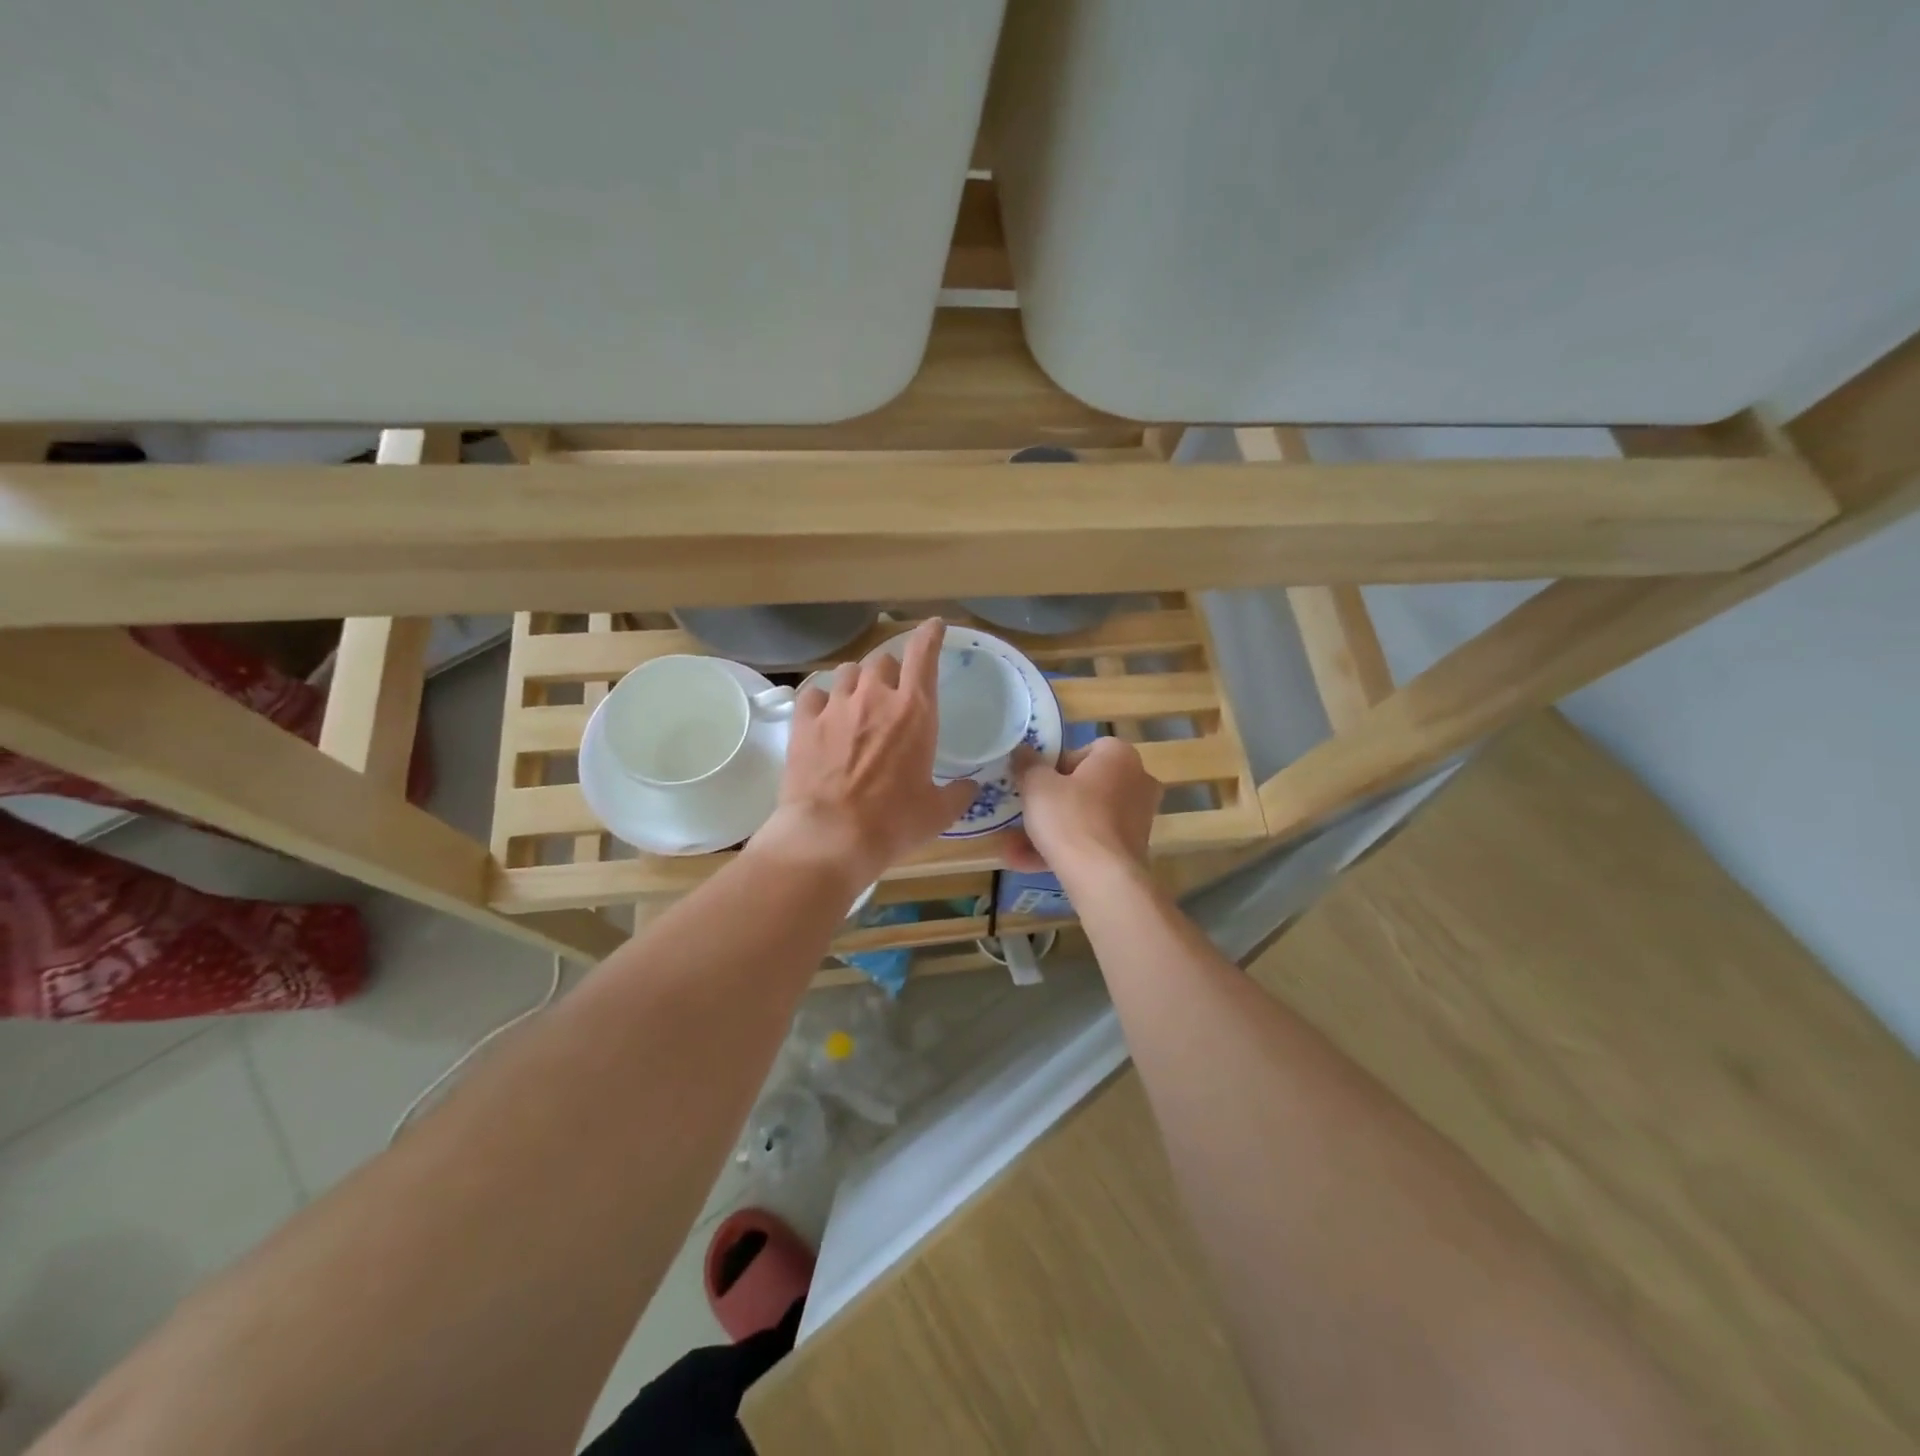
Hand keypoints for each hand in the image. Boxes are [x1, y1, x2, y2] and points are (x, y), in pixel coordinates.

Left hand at [752, 618, 977, 889]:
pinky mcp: (804, 722)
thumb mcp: (938, 812)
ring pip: (848, 672)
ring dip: (858, 682)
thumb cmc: (893, 823)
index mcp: (915, 711)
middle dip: (890, 672)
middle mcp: (875, 697)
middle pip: (882, 660)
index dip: (930, 635)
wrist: (831, 837)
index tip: (935, 626)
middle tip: (892, 695)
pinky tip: (825, 717)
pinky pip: (814, 694)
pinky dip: (823, 700)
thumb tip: (970, 787)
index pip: (923, 654)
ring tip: (858, 704)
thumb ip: (958, 793)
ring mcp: (836, 707)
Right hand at [1006, 737, 1161, 878]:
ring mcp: (1137, 818)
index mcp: (1119, 755)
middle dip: (1049, 803)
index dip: (1053, 766)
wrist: (1103, 879)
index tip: (1033, 784)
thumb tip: (1022, 751)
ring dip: (1049, 831)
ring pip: (1084, 818)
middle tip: (1022, 813)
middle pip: (1083, 786)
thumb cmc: (1070, 818)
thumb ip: (1027, 764)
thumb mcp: (1036, 785)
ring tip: (1012, 847)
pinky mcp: (1131, 849)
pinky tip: (1026, 864)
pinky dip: (1064, 850)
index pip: (1082, 751)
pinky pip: (1091, 842)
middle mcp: (1136, 781)